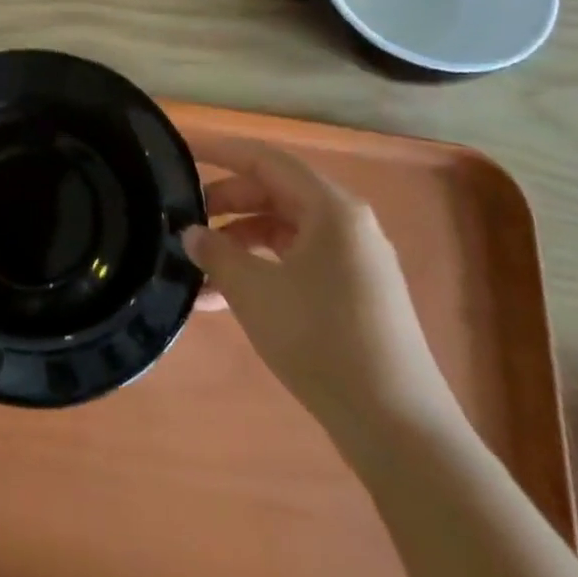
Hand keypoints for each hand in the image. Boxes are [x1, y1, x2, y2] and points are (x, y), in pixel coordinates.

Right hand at [184, 132, 456, 437]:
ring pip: (282, 231)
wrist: (397, 427)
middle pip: (274, 193)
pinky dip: (260, 270)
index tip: (180, 149)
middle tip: (182, 218)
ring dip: (237, 243)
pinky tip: (223, 299)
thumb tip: (190, 233)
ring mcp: (353, 261)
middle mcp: (346, 224)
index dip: (220, 151)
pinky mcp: (353, 294)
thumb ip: (215, 252)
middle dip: (224, 203)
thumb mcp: (254, 291)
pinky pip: (296, 263)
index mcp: (331, 208)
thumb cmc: (321, 340)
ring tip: (195, 268)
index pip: (265, 159)